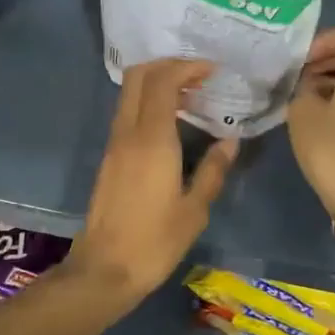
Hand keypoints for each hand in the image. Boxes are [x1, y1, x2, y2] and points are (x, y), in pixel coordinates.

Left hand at [63, 59, 238, 303]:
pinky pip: (128, 113)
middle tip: (199, 77)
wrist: (105, 269)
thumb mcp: (194, 210)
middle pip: (139, 76)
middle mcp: (128, 133)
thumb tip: (230, 142)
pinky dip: (149, 103)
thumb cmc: (155, 242)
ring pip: (130, 93)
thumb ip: (213, 170)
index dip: (187, 67)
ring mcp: (114, 144)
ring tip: (191, 98)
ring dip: (158, 84)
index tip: (213, 71)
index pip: (163, 81)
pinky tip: (172, 123)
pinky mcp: (109, 157)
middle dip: (169, 65)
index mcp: (152, 140)